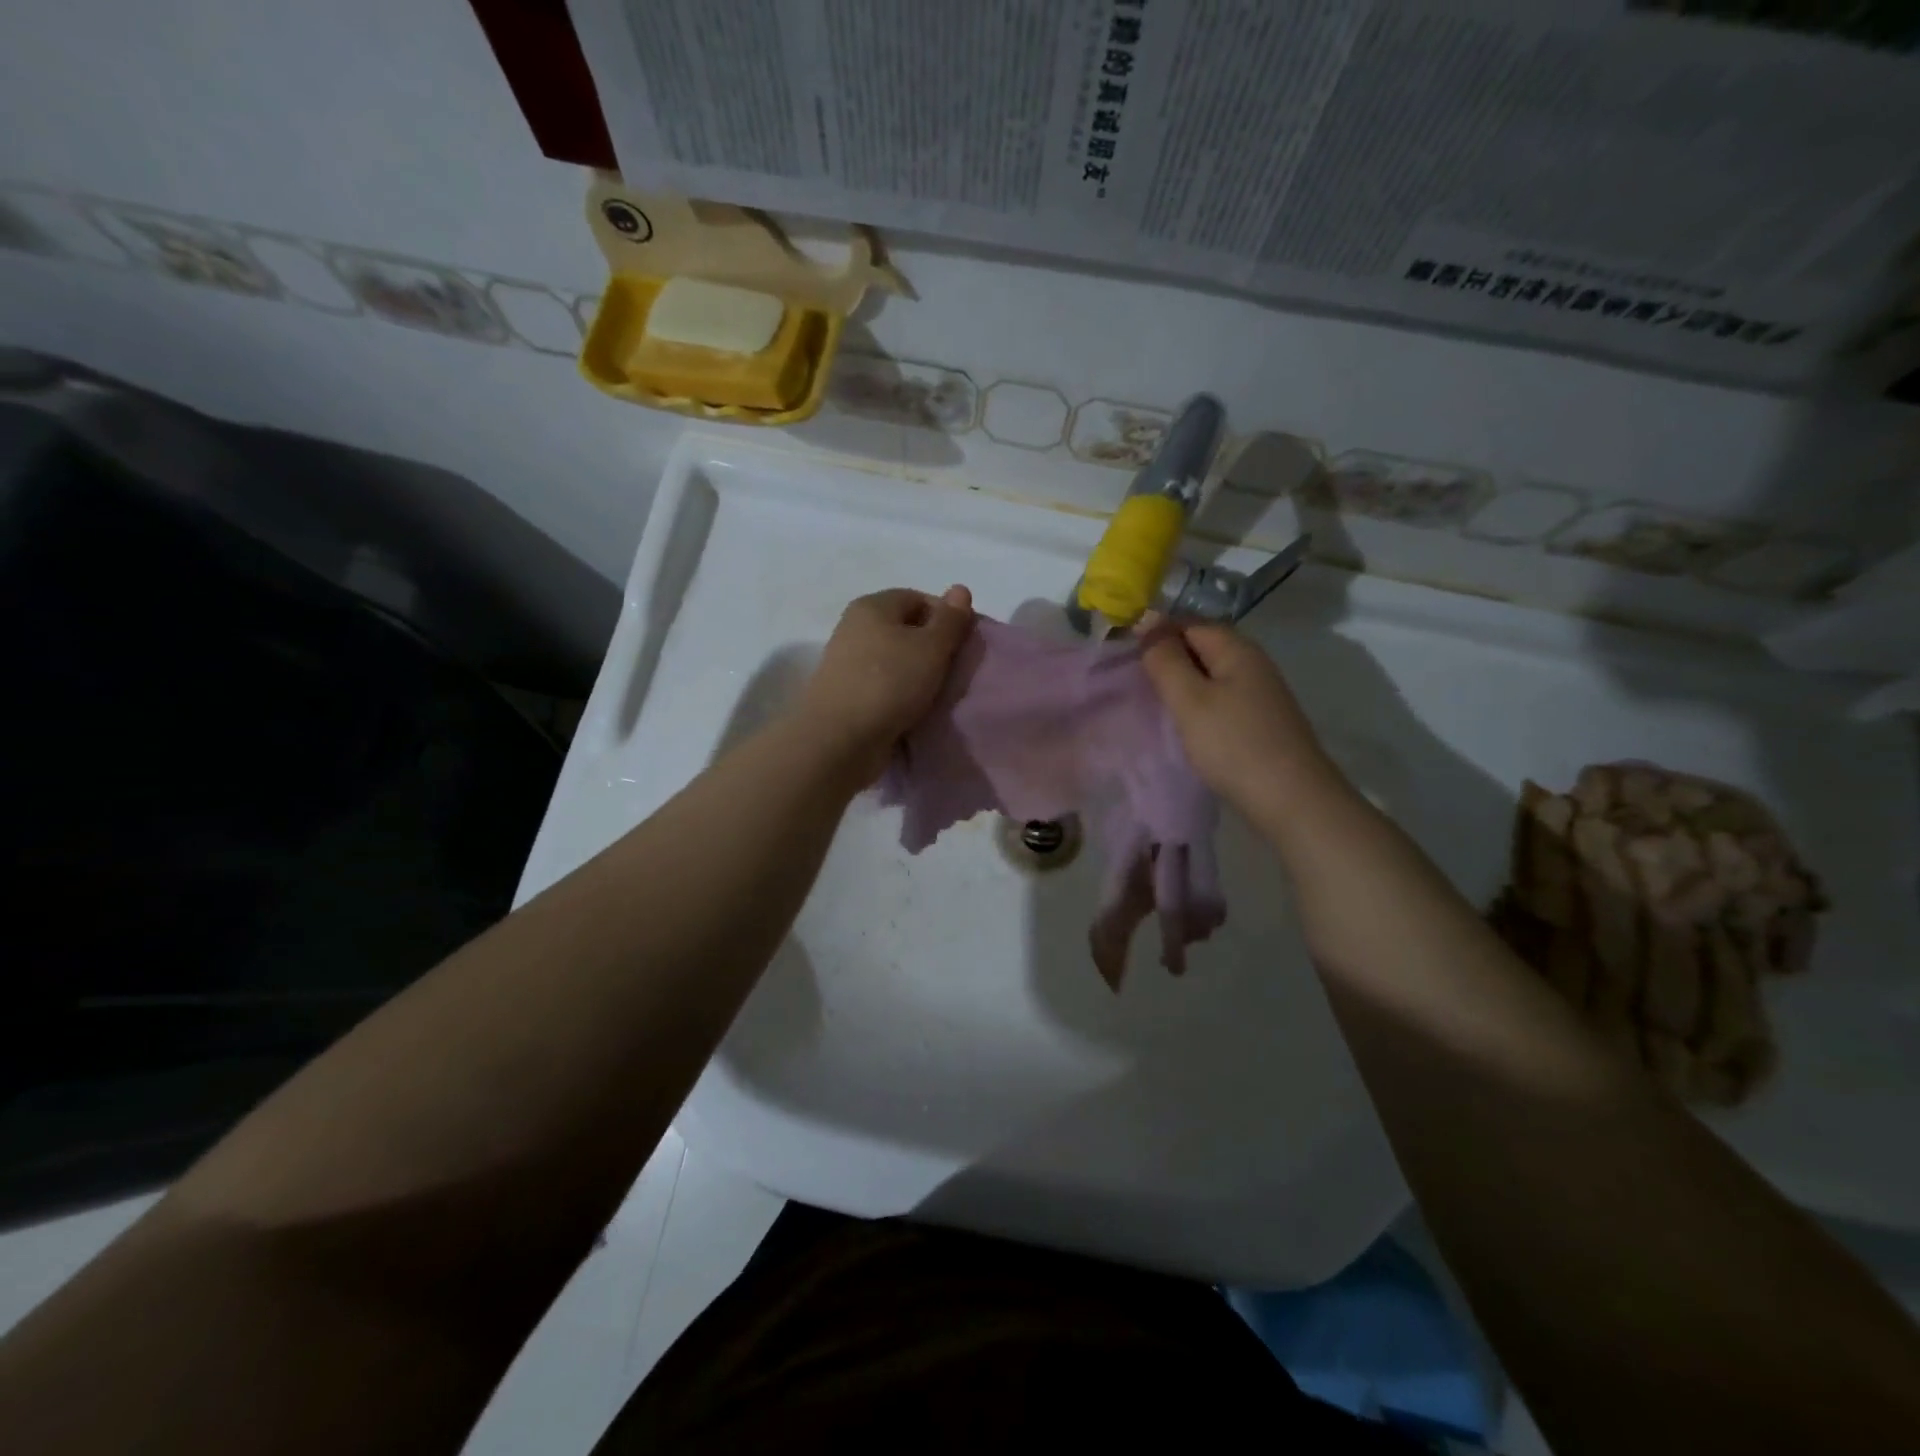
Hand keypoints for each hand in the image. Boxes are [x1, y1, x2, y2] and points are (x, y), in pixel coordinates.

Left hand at [796, 586, 973, 781]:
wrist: (839, 741)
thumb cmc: (889, 683)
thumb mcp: (931, 647)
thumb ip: (950, 619)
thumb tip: (960, 589)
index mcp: (872, 606)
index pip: (918, 599)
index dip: (946, 618)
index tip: (964, 646)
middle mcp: (854, 628)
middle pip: (905, 631)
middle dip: (933, 649)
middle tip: (955, 672)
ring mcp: (847, 664)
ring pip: (895, 662)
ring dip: (918, 676)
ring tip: (939, 696)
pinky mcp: (846, 696)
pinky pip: (883, 688)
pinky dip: (901, 696)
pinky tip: (915, 712)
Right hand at [1142, 623, 1335, 815]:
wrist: (1292, 800)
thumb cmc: (1233, 744)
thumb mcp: (1189, 699)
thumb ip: (1165, 659)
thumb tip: (1146, 620)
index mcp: (1237, 649)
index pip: (1188, 623)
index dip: (1156, 634)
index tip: (1124, 660)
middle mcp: (1253, 663)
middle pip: (1201, 647)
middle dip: (1167, 660)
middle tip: (1134, 685)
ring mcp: (1260, 693)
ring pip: (1210, 675)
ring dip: (1182, 685)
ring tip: (1154, 706)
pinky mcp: (1261, 720)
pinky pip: (1221, 699)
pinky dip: (1198, 706)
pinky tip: (1185, 726)